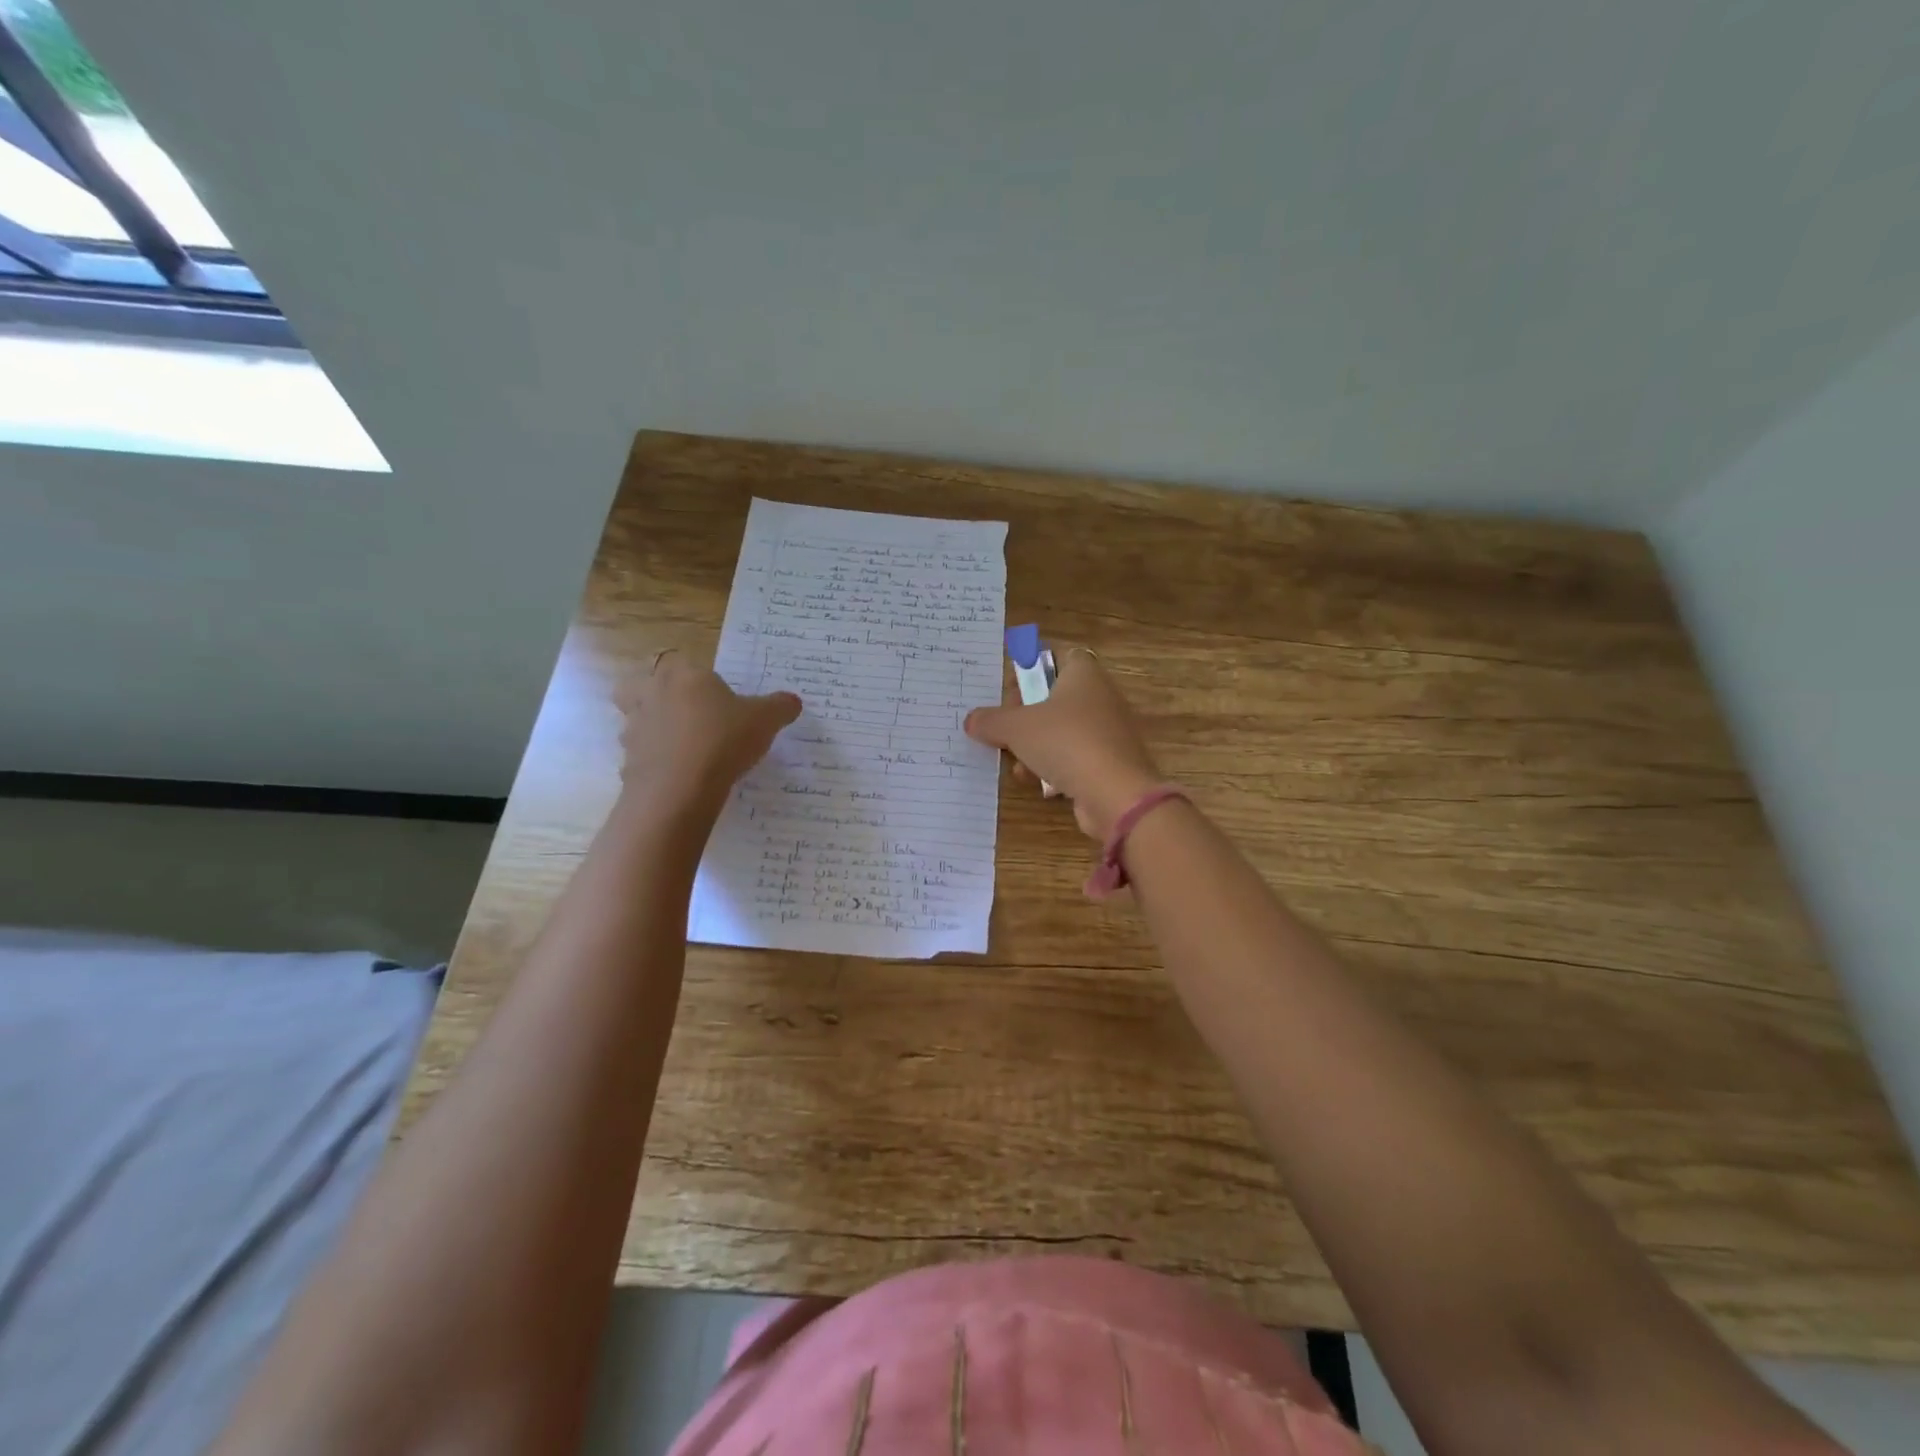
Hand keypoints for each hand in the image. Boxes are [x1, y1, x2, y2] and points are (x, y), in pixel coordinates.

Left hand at [618, 650, 800, 808]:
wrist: (680, 788)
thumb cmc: (724, 740)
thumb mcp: (765, 721)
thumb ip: (780, 707)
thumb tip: (792, 702)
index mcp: (684, 675)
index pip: (677, 661)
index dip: (691, 676)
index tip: (710, 694)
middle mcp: (651, 694)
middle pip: (638, 685)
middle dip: (655, 696)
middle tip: (684, 714)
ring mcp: (634, 728)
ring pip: (634, 720)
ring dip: (652, 730)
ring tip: (682, 750)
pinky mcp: (627, 761)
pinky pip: (640, 756)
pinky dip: (654, 763)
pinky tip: (678, 777)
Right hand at [964, 649, 1162, 838]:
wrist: (1116, 795)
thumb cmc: (1066, 743)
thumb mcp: (1016, 728)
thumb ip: (991, 721)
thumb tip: (971, 720)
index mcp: (1083, 674)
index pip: (1057, 655)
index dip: (1031, 667)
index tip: (1008, 688)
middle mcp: (1100, 696)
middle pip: (1054, 695)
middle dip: (1025, 713)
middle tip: (1003, 727)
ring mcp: (1107, 731)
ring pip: (1061, 729)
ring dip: (1033, 744)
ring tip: (1013, 759)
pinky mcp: (1108, 762)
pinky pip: (1073, 755)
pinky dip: (1052, 765)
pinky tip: (1033, 779)